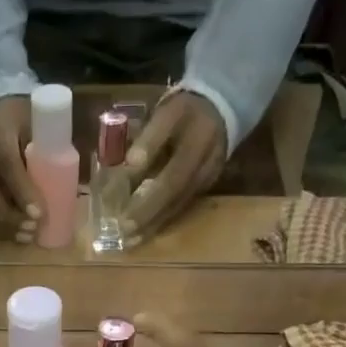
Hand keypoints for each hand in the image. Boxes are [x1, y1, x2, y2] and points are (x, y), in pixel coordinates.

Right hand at [0, 95, 43, 242]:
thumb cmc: (24, 115)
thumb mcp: (39, 121)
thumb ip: (51, 147)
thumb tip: (73, 184)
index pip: (6, 162)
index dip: (21, 190)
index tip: (39, 213)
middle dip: (8, 215)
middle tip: (32, 229)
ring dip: (2, 225)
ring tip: (26, 238)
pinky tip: (14, 237)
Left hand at [121, 92, 227, 249]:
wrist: (223, 106)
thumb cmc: (186, 110)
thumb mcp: (167, 114)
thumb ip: (150, 139)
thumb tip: (131, 165)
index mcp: (196, 145)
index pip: (170, 179)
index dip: (146, 200)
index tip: (122, 216)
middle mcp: (204, 168)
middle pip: (173, 198)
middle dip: (147, 217)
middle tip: (122, 234)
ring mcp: (207, 179)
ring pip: (178, 206)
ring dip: (154, 224)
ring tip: (131, 239)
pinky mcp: (205, 186)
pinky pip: (182, 206)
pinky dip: (163, 219)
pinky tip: (146, 229)